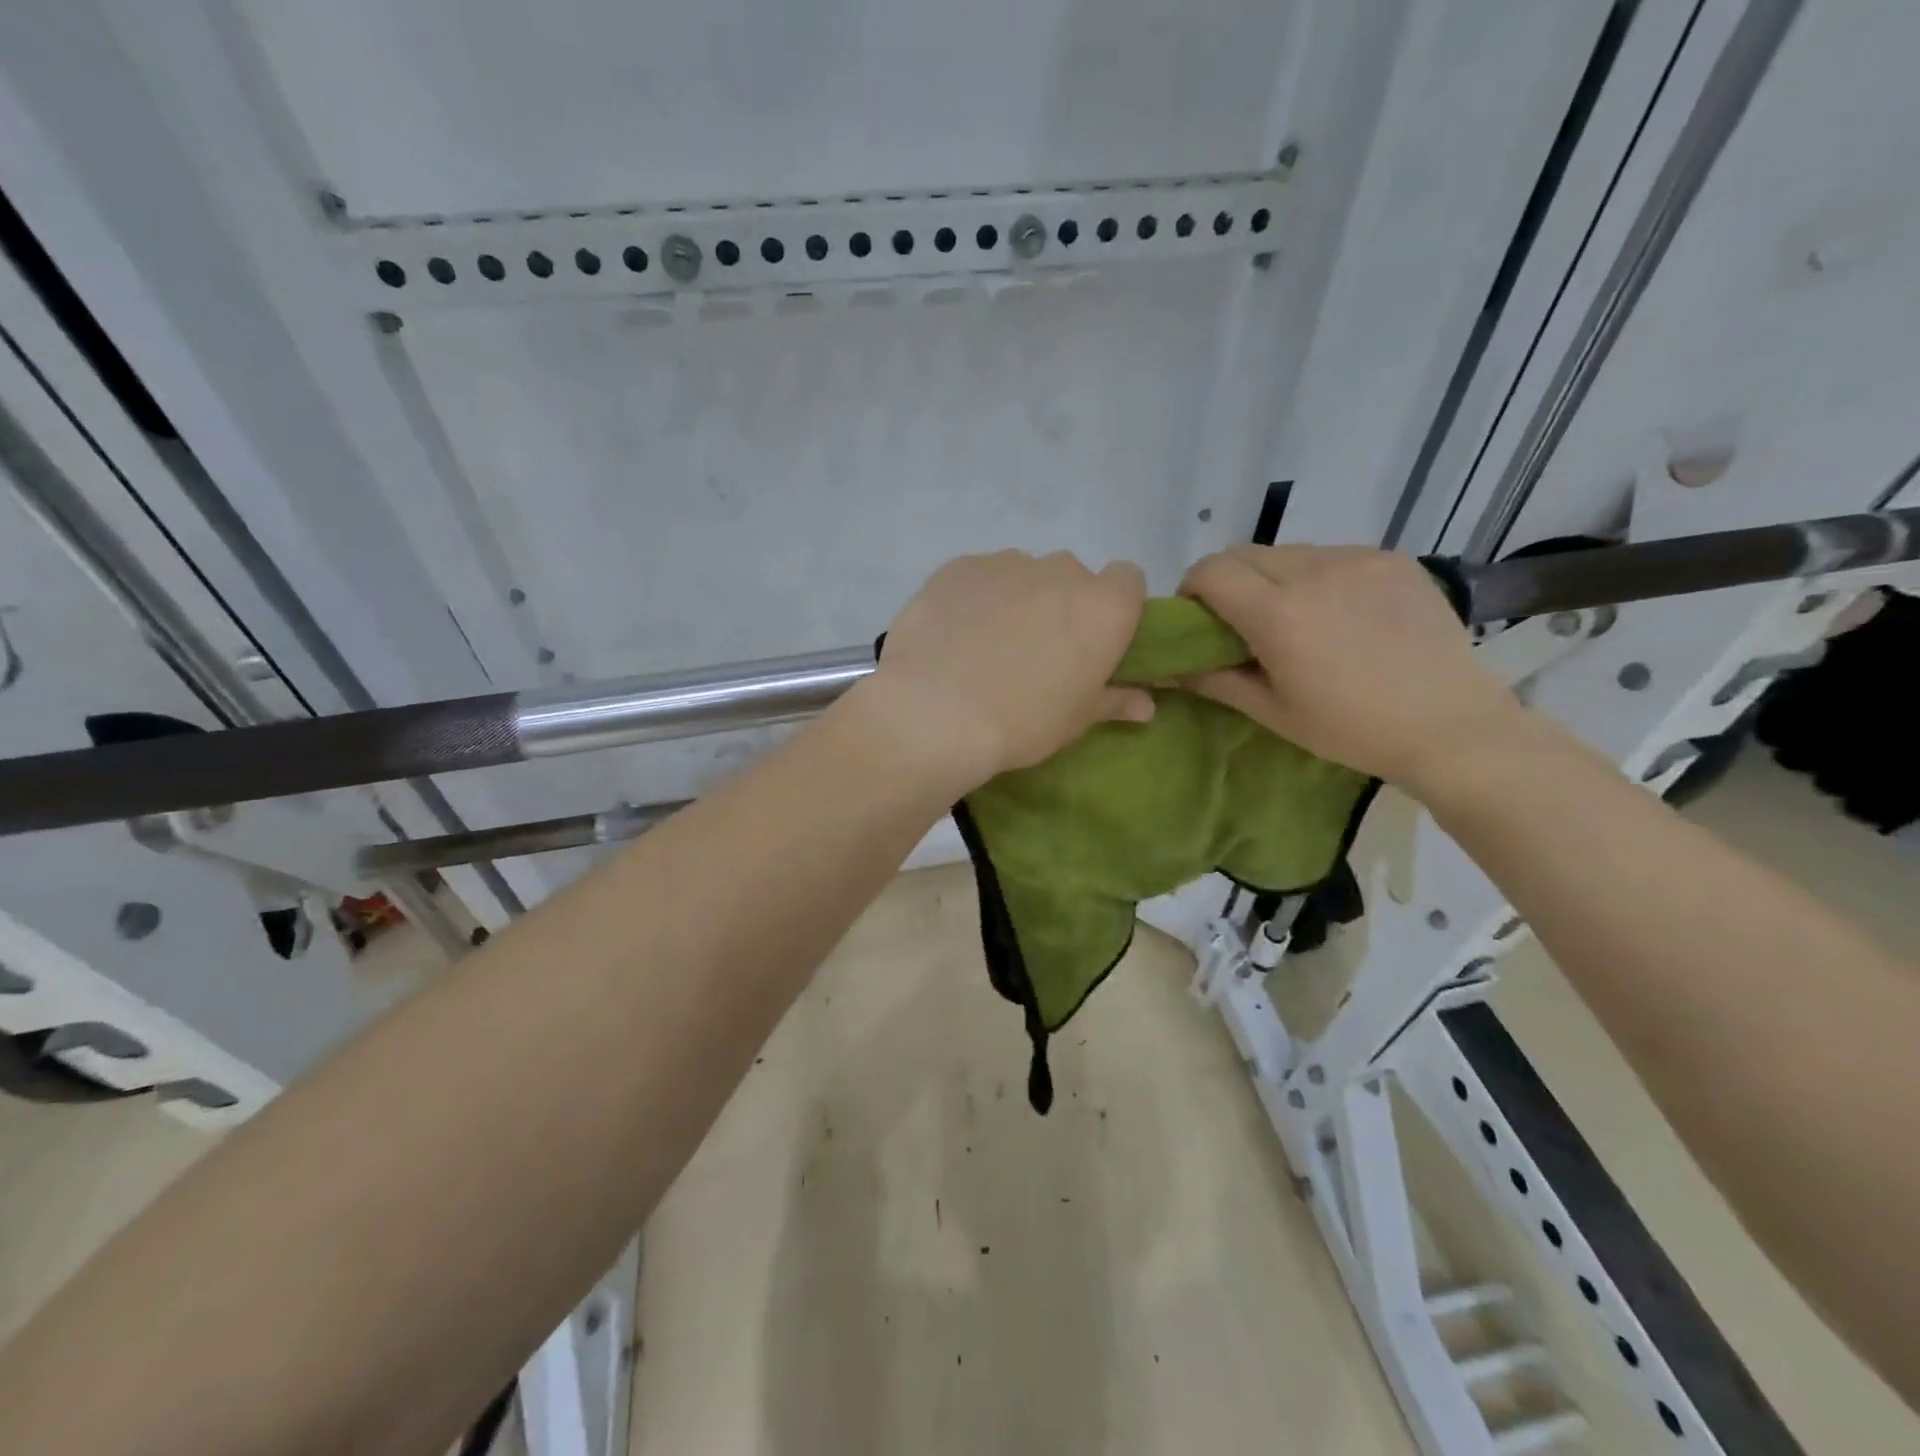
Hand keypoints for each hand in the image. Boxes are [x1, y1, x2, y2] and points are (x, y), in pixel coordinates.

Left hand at [865, 551, 1153, 792]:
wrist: (935, 714)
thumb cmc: (1022, 722)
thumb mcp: (1076, 719)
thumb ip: (1115, 700)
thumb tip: (1146, 704)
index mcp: (1103, 606)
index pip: (1128, 580)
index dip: (1115, 607)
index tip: (1095, 639)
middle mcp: (1060, 571)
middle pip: (1072, 577)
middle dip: (1061, 604)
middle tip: (1037, 651)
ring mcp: (1006, 563)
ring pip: (1023, 574)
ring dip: (1016, 599)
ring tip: (986, 645)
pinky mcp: (958, 567)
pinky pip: (978, 577)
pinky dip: (974, 598)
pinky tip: (953, 635)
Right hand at [1179, 545, 1531, 791]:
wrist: (1451, 725)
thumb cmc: (1351, 729)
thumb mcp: (1272, 712)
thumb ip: (1215, 679)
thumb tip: (1171, 665)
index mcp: (1278, 614)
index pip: (1210, 571)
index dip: (1192, 590)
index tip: (1199, 619)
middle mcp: (1314, 572)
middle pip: (1243, 553)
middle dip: (1228, 581)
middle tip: (1241, 621)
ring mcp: (1357, 559)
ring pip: (1288, 552)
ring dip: (1273, 577)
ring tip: (1298, 619)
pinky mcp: (1391, 559)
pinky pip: (1332, 556)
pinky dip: (1317, 577)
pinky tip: (1341, 614)